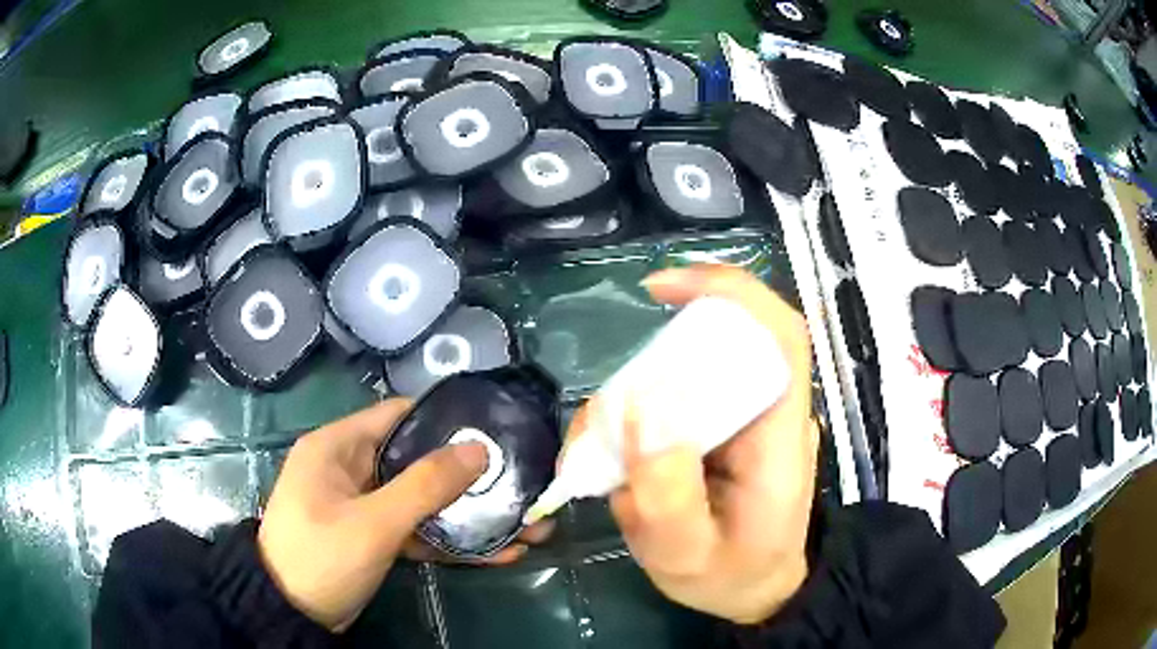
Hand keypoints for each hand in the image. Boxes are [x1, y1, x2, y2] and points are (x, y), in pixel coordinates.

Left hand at [258, 399, 553, 631]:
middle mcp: (351, 468)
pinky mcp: (373, 536)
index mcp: (338, 446)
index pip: (398, 415)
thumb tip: (479, 449)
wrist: (292, 614)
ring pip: (422, 499)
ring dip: (466, 514)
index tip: (494, 429)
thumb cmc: (320, 557)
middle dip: (468, 477)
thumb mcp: (372, 523)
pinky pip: (416, 529)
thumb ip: (424, 486)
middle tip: (518, 482)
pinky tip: (497, 553)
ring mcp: (364, 505)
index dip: (445, 419)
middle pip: (417, 460)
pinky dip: (449, 540)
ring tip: (522, 524)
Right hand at [569, 264, 817, 624]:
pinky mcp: (715, 428)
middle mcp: (765, 412)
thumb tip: (636, 410)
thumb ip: (667, 497)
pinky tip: (607, 454)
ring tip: (597, 452)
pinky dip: (630, 413)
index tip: (662, 288)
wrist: (754, 589)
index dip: (729, 292)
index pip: (779, 334)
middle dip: (659, 353)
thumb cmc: (732, 576)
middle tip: (608, 419)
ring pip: (689, 370)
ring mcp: (740, 418)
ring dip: (633, 391)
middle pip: (724, 341)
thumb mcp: (690, 558)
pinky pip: (672, 397)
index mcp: (778, 435)